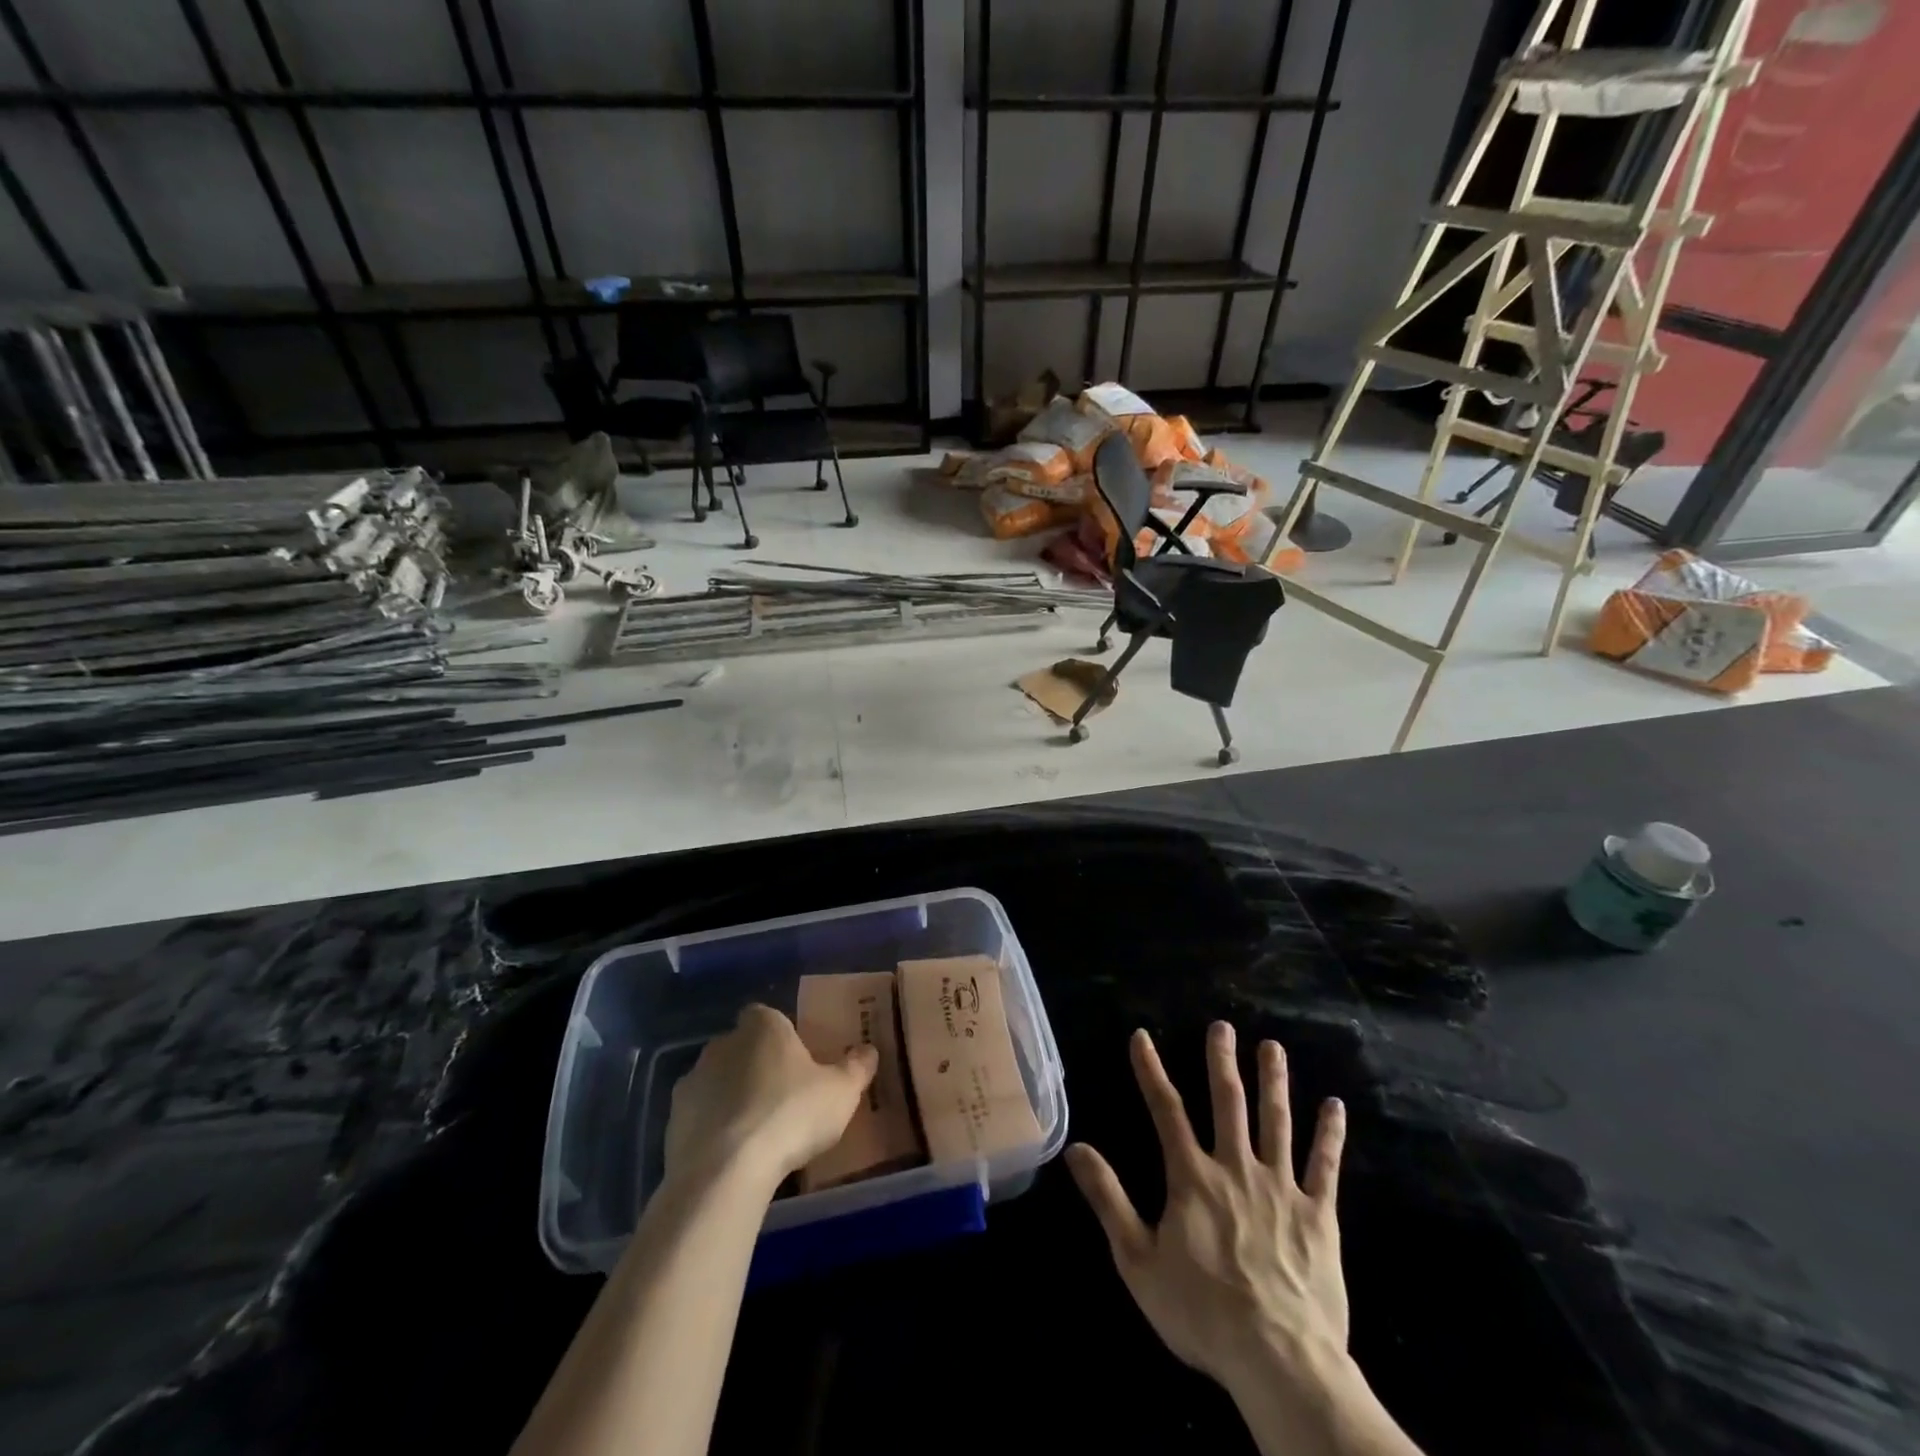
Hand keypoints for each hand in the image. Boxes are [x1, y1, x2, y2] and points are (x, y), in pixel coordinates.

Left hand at [665, 1004, 877, 1183]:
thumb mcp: (841, 1092)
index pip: (769, 1016)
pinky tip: (732, 1155)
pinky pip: (699, 1117)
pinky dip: (712, 1129)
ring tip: (756, 1133)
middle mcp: (723, 1043)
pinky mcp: (672, 1121)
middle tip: (781, 1098)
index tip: (797, 1062)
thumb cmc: (791, 1115)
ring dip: (731, 1098)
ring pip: (717, 1081)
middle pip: (742, 1047)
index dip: (782, 1036)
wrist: (725, 1171)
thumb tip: (869, 1050)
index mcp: (763, 1026)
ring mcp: (692, 1081)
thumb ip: (857, 1067)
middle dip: (756, 1066)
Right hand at [1066, 1024, 1349, 1396]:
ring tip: (1272, 1047)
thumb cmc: (1201, 1313)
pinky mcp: (1318, 1215)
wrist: (1279, 1360)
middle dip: (1222, 1061)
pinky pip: (1325, 1166)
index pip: (1165, 1110)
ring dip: (1274, 1082)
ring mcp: (1281, 1188)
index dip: (1151, 1070)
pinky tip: (1335, 1105)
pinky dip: (1329, 1135)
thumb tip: (1076, 1147)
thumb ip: (1108, 1198)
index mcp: (1192, 1177)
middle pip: (1228, 1102)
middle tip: (1223, 1026)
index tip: (1141, 1036)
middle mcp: (1236, 1168)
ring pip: (1276, 1122)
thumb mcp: (1137, 1260)